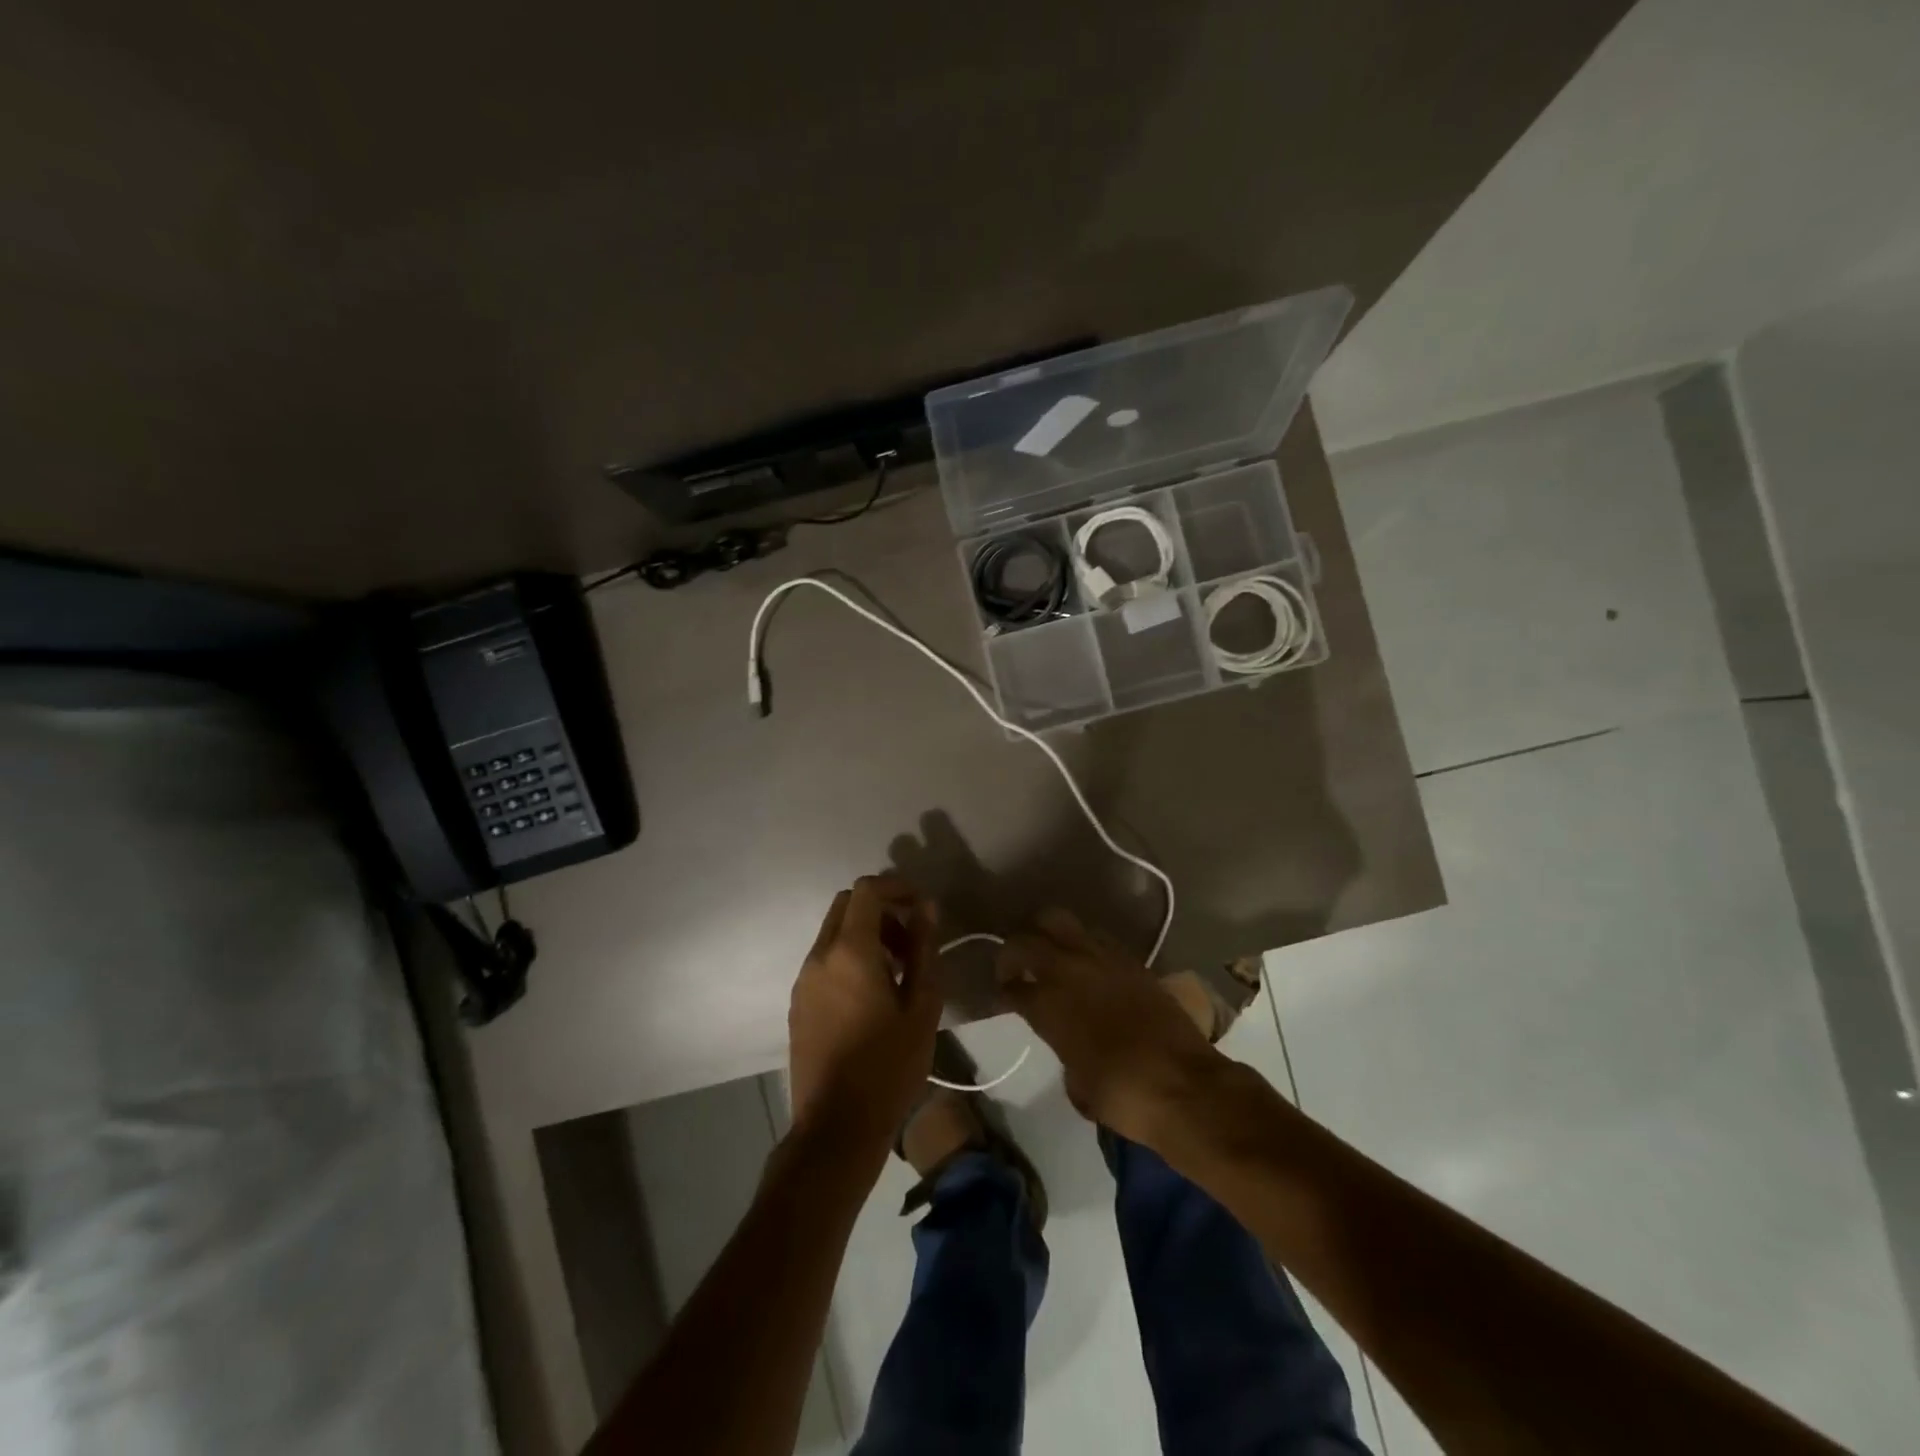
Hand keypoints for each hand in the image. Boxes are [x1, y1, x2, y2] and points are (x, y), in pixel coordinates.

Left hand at [788, 874, 942, 1149]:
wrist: (836, 1128)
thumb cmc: (888, 1066)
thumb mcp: (922, 1006)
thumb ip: (924, 949)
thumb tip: (926, 906)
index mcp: (849, 951)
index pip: (866, 890)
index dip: (896, 886)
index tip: (921, 905)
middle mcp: (819, 956)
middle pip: (846, 905)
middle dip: (881, 910)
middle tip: (911, 941)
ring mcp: (803, 980)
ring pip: (833, 933)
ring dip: (865, 935)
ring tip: (898, 972)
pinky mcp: (798, 1003)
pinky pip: (824, 960)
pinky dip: (849, 957)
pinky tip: (872, 996)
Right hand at [996, 908, 1222, 1144]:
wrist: (1185, 1086)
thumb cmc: (1124, 1095)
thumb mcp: (1077, 1084)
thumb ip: (1063, 1051)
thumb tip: (1067, 1042)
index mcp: (1047, 1005)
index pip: (1011, 986)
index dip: (1002, 990)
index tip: (1003, 995)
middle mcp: (1068, 971)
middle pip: (1025, 939)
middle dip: (1012, 950)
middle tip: (1013, 966)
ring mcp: (1101, 958)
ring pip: (1059, 920)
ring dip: (1045, 932)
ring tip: (1047, 951)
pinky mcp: (1130, 958)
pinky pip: (1094, 935)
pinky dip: (1081, 941)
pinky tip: (1084, 960)